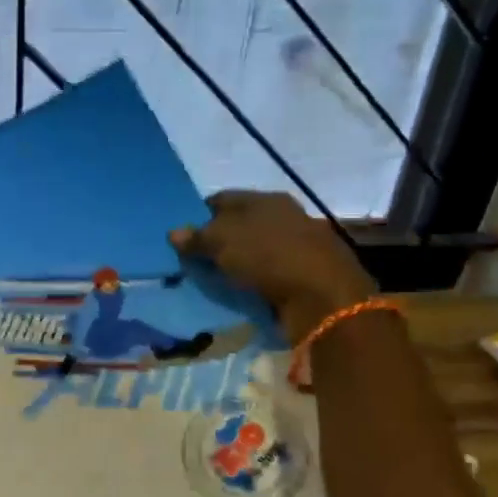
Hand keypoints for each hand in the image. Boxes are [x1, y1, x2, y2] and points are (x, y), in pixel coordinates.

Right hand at [170, 191, 374, 339]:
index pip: (222, 199)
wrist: (323, 297)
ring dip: (236, 263)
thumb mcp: (222, 242)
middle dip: (217, 241)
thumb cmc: (268, 256)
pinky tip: (240, 291)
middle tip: (193, 261)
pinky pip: (268, 274)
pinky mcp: (305, 275)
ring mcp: (297, 246)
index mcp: (266, 199)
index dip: (199, 215)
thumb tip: (174, 232)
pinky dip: (254, 281)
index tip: (182, 237)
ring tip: (213, 280)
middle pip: (240, 225)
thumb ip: (197, 237)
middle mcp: (284, 217)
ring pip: (254, 250)